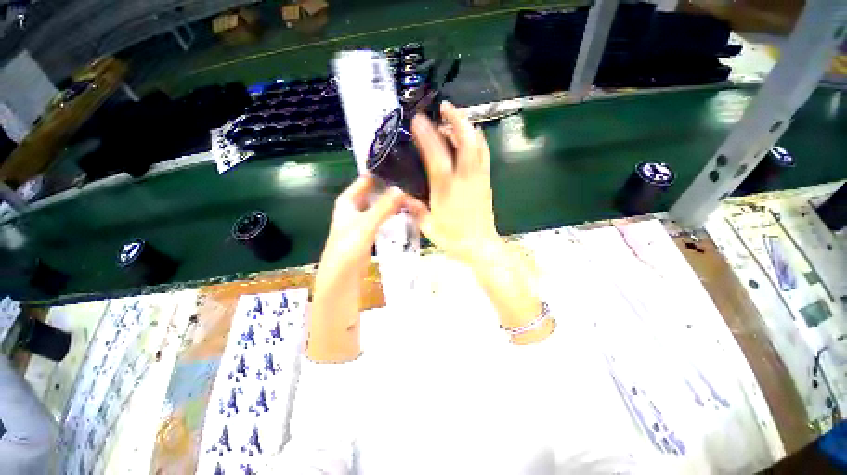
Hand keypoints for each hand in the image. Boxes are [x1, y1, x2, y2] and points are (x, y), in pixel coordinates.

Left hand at [317, 176, 405, 278]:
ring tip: (415, 198)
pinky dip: (394, 215)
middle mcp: (355, 206)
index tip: (404, 169)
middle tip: (415, 186)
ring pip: (382, 205)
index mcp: (349, 199)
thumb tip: (403, 189)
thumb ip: (384, 206)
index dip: (384, 172)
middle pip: (377, 192)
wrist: (342, 277)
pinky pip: (384, 218)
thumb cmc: (348, 248)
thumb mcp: (367, 224)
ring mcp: (363, 219)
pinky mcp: (371, 231)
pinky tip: (408, 214)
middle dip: (393, 189)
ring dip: (395, 203)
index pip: (368, 179)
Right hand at [407, 103, 552, 343]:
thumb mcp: (428, 226)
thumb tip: (402, 197)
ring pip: (478, 145)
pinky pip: (484, 155)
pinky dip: (477, 142)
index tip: (419, 120)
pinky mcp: (486, 182)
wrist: (481, 246)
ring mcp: (479, 178)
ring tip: (455, 119)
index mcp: (447, 190)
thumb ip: (415, 209)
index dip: (428, 135)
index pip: (437, 156)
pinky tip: (469, 139)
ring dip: (467, 127)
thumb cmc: (454, 239)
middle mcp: (465, 179)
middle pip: (466, 141)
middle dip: (457, 119)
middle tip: (445, 107)